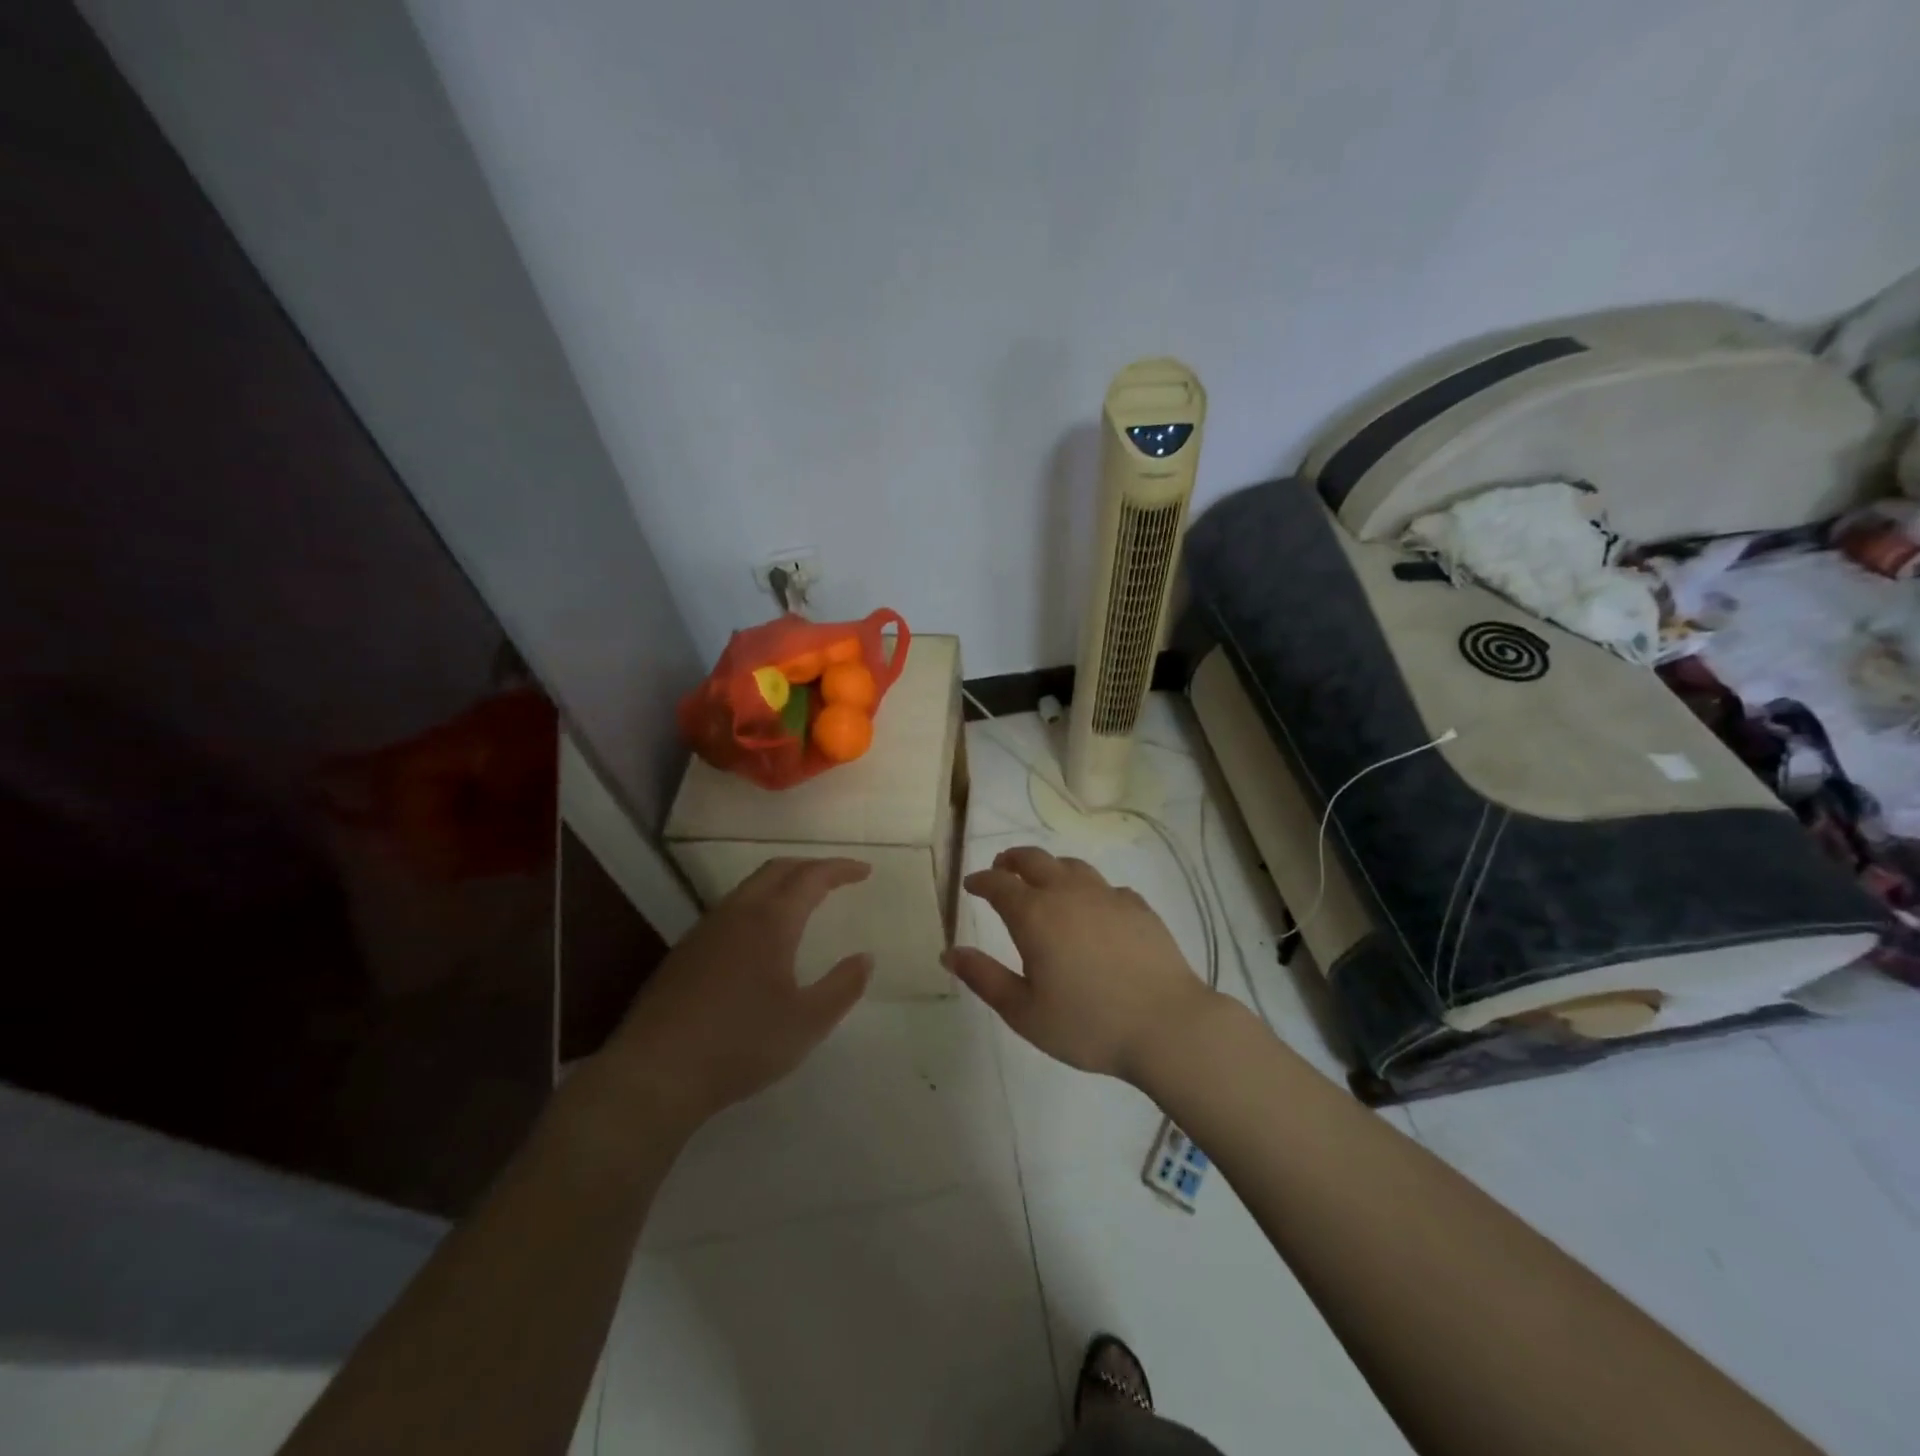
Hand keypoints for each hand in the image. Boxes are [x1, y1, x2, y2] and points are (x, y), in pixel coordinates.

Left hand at [603, 857, 873, 1126]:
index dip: (840, 869)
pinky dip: (757, 905)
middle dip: (810, 867)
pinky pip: (730, 910)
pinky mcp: (684, 952)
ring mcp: (705, 930)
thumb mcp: (807, 1023)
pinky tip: (760, 939)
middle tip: (836, 879)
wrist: (655, 1073)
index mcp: (770, 922)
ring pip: (749, 888)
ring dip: (781, 884)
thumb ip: (842, 987)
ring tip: (802, 903)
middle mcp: (736, 913)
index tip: (864, 871)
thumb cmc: (741, 1044)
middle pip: (776, 870)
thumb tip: (865, 958)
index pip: (811, 877)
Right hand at [945, 846, 1218, 1081]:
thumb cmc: (1087, 1024)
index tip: (971, 884)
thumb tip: (949, 952)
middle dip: (1011, 860)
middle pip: (1034, 860)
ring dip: (1049, 867)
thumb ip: (984, 978)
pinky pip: (1105, 886)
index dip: (981, 880)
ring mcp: (1107, 896)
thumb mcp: (1024, 1012)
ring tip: (1043, 879)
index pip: (998, 884)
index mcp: (1035, 915)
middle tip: (1001, 866)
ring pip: (1072, 866)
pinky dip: (1088, 888)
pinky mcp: (1138, 907)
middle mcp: (1068, 893)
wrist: (1167, 1025)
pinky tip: (1093, 906)